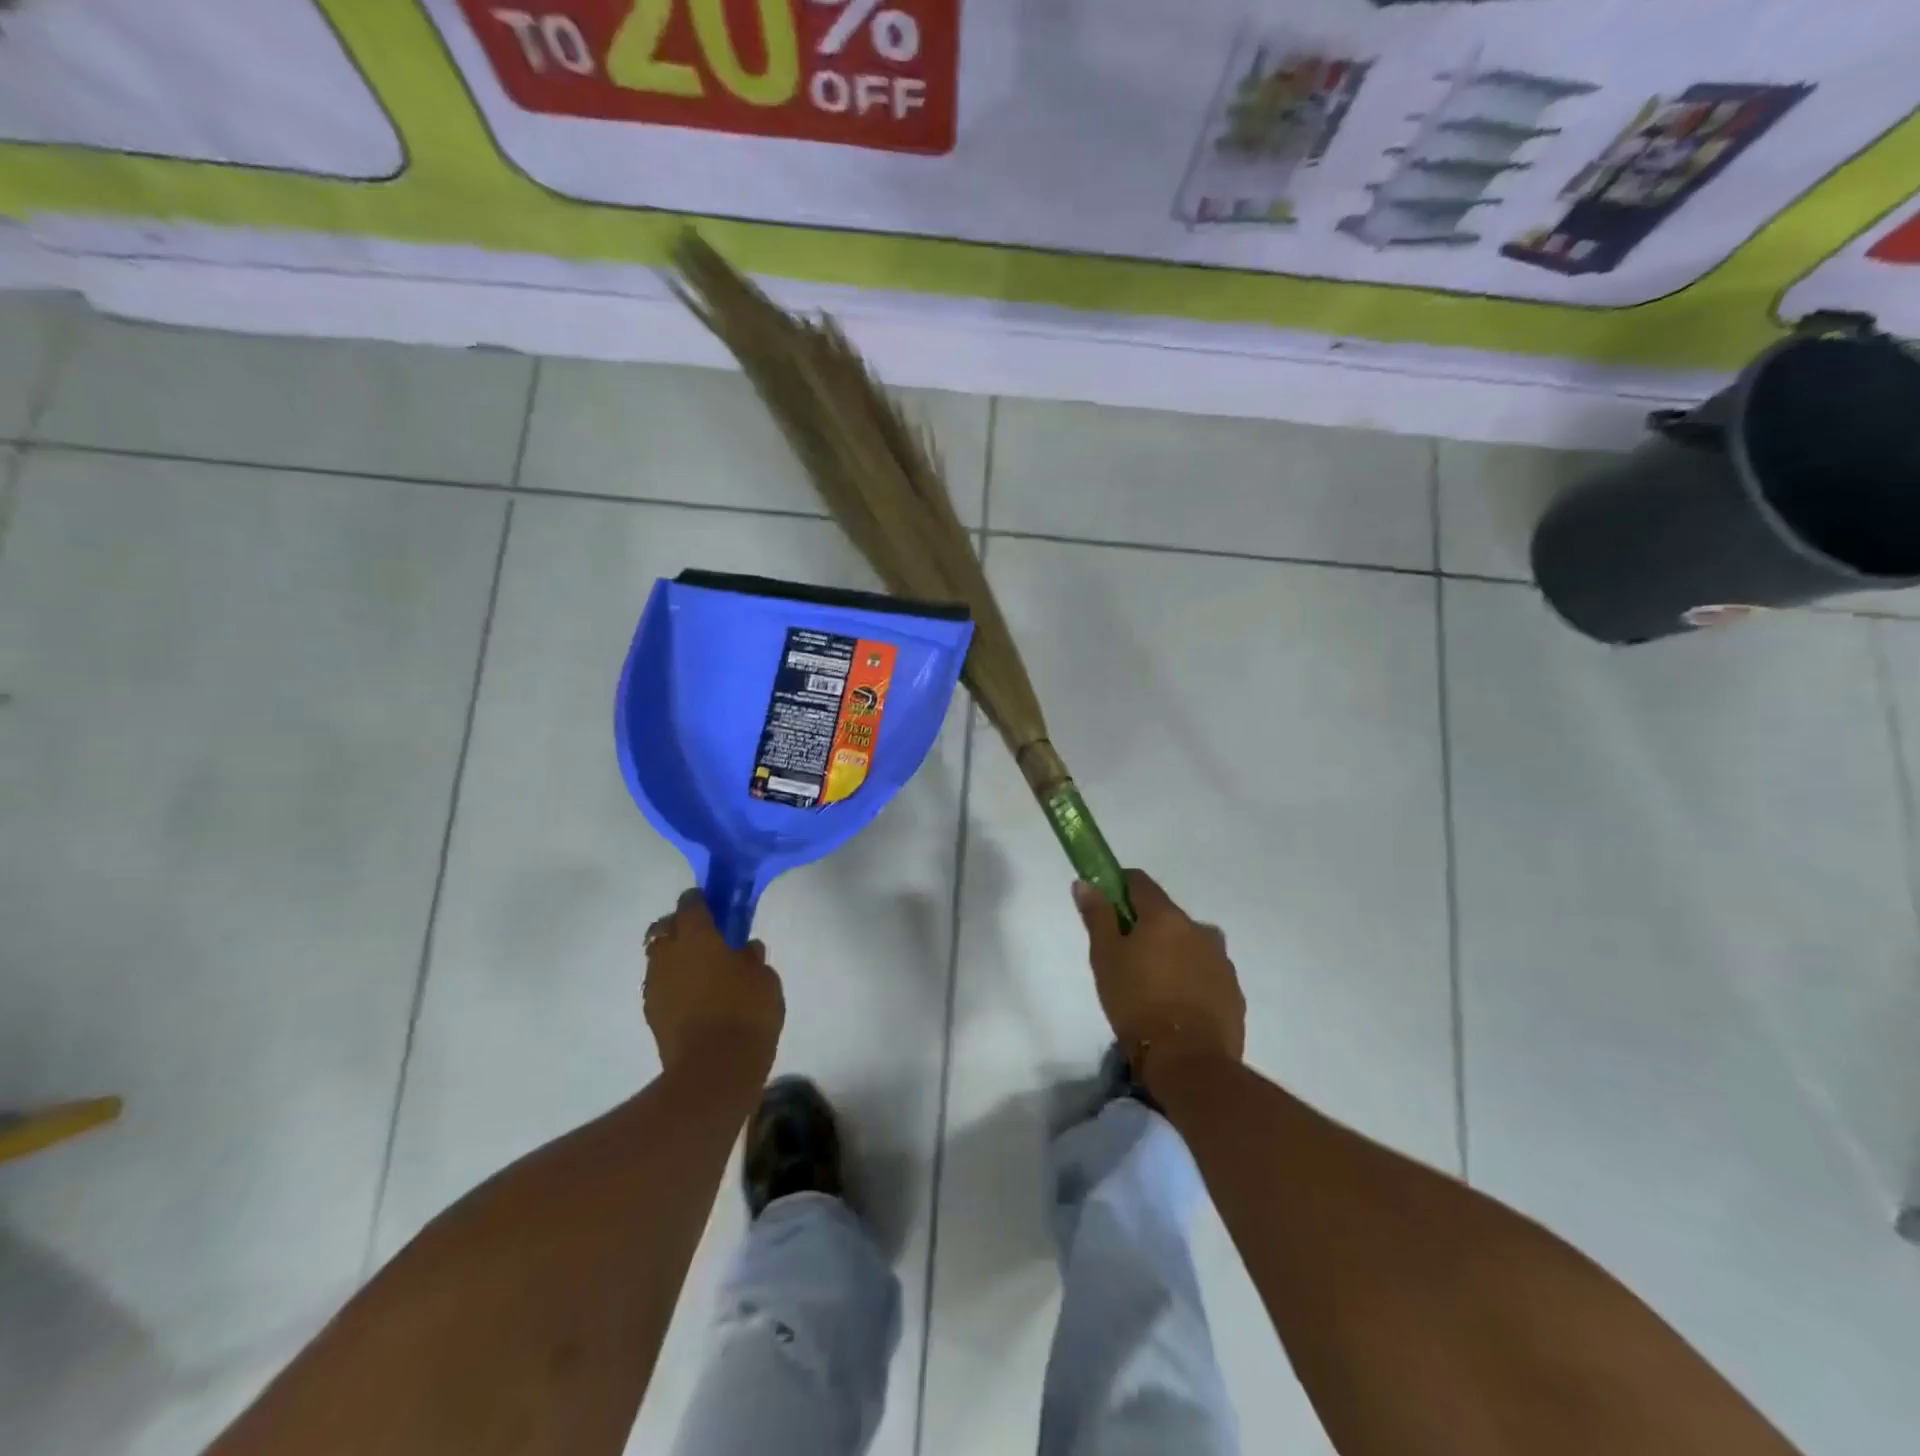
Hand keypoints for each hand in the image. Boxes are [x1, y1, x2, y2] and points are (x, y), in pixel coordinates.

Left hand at [643, 890, 784, 1072]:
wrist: (714, 1070)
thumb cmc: (746, 1013)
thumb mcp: (765, 979)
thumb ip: (752, 958)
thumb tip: (744, 948)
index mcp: (698, 936)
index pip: (690, 904)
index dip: (700, 900)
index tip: (712, 903)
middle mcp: (670, 954)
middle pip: (664, 928)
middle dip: (679, 926)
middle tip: (703, 936)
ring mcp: (656, 984)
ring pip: (658, 957)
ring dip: (674, 956)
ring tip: (699, 969)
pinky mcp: (651, 1013)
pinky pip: (660, 985)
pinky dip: (673, 983)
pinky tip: (693, 995)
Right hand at [1074, 870, 1244, 1077]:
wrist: (1189, 1062)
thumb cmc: (1137, 1003)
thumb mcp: (1105, 958)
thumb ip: (1097, 916)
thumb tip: (1085, 883)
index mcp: (1166, 916)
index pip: (1140, 882)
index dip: (1119, 888)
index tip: (1105, 907)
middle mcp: (1199, 929)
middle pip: (1165, 915)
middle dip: (1145, 928)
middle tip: (1124, 958)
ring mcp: (1221, 960)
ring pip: (1188, 944)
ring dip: (1171, 954)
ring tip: (1152, 987)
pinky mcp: (1233, 991)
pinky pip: (1205, 972)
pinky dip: (1190, 979)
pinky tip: (1175, 1006)